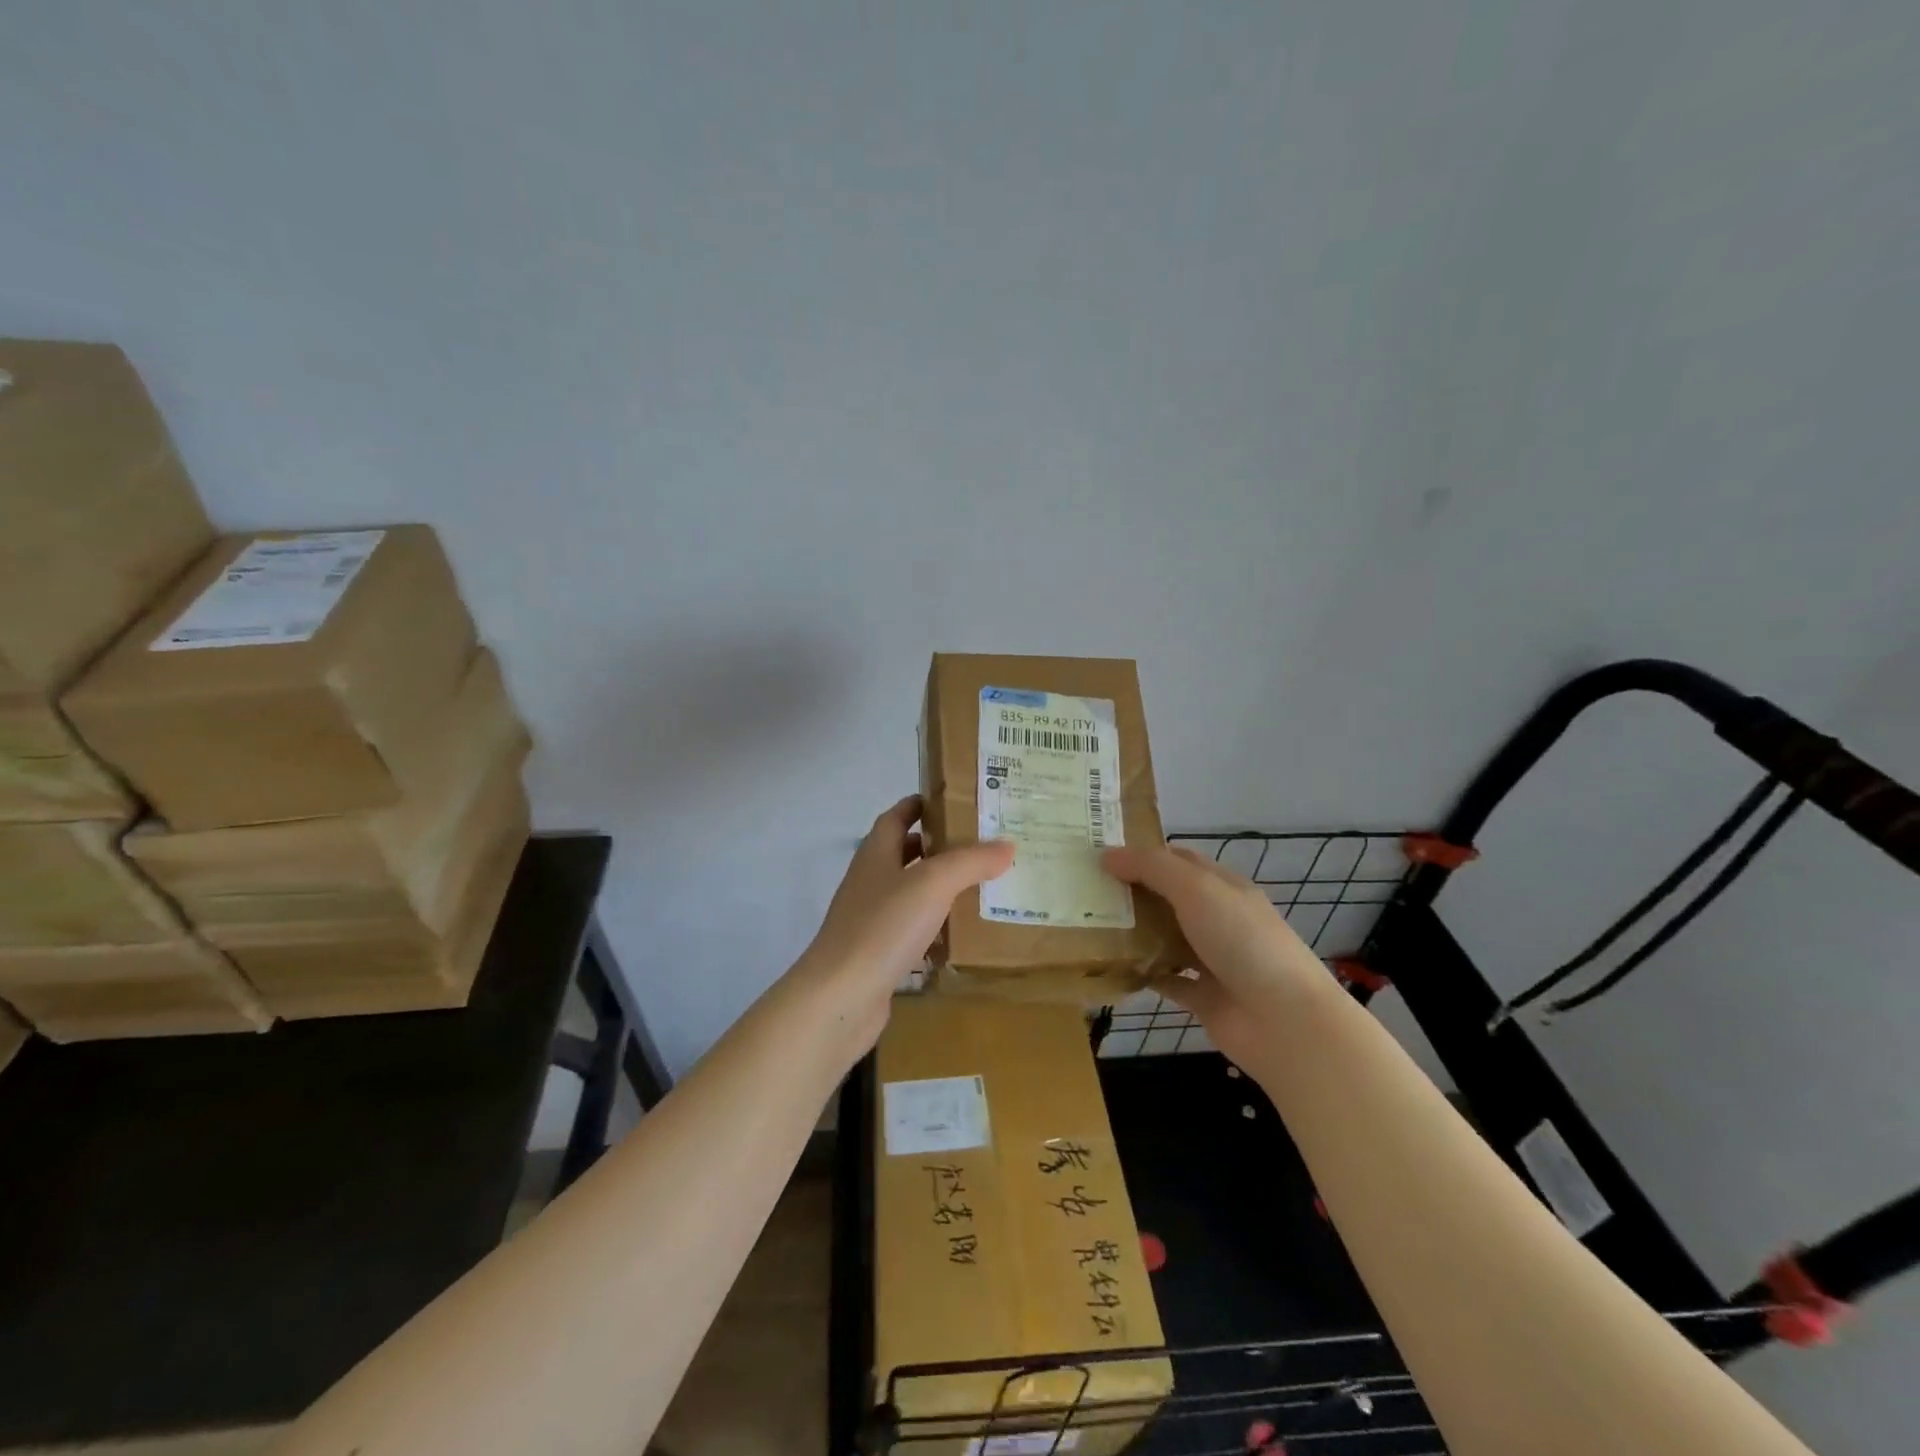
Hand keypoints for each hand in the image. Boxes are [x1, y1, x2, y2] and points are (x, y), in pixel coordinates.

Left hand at [797, 796, 1014, 1049]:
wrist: (841, 997)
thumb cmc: (883, 927)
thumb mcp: (933, 883)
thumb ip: (970, 861)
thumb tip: (1007, 844)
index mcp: (875, 854)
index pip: (895, 817)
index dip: (918, 805)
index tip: (952, 800)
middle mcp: (870, 881)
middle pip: (902, 853)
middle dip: (936, 846)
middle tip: (979, 845)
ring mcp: (870, 920)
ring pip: (908, 893)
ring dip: (938, 887)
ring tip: (980, 885)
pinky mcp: (876, 954)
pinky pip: (910, 930)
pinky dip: (933, 926)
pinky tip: (960, 934)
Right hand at [1102, 845, 1331, 1070]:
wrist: (1284, 1021)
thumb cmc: (1242, 941)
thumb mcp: (1196, 889)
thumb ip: (1152, 868)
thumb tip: (1107, 855)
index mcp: (1223, 887)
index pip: (1178, 859)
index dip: (1142, 853)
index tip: (1100, 853)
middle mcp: (1218, 919)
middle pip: (1168, 898)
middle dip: (1131, 892)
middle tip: (1083, 888)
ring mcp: (1212, 960)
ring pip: (1165, 938)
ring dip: (1133, 932)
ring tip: (1088, 924)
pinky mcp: (1203, 997)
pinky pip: (1166, 980)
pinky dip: (1142, 974)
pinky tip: (1112, 968)